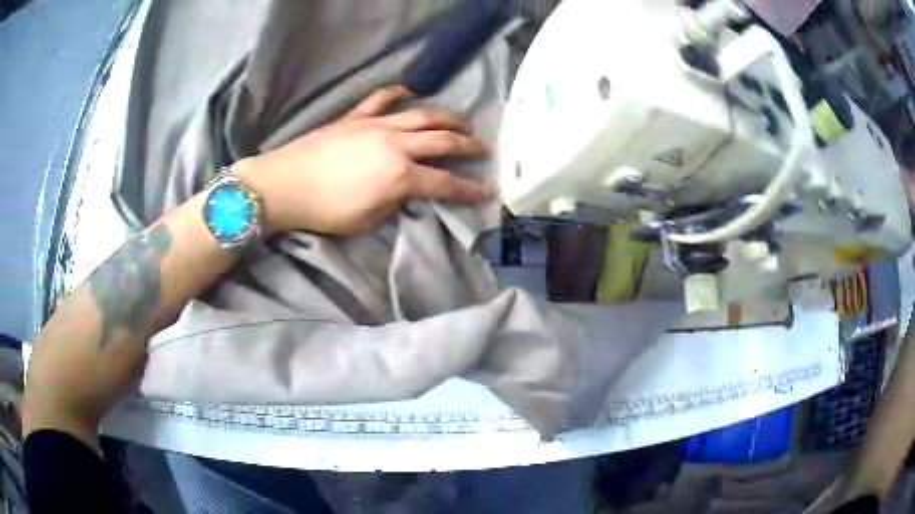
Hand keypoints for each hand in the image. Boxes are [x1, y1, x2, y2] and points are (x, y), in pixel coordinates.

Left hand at [233, 85, 493, 234]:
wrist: (284, 184)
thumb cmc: (324, 210)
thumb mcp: (367, 221)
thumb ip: (395, 204)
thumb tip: (408, 192)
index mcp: (400, 176)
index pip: (445, 183)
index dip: (470, 189)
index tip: (488, 190)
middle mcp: (396, 145)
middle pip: (442, 141)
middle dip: (468, 145)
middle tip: (483, 148)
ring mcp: (376, 125)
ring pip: (422, 115)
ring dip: (447, 118)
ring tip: (462, 122)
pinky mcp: (356, 116)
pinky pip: (382, 98)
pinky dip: (398, 93)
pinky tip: (409, 92)